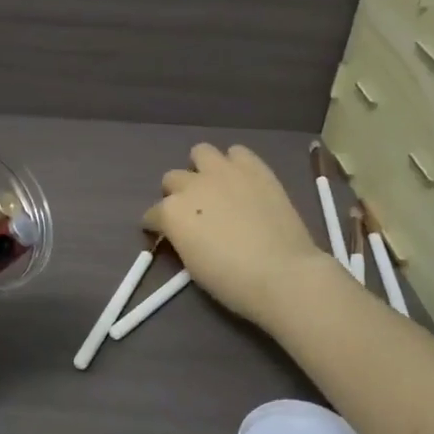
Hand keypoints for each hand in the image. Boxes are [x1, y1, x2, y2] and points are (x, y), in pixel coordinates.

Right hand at [144, 143, 337, 329]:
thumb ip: (182, 238)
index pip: (152, 214)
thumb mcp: (191, 264)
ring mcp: (224, 172)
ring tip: (215, 187)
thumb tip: (185, 232)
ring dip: (202, 168)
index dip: (157, 226)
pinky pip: (238, 152)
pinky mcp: (255, 168)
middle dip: (177, 194)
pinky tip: (242, 182)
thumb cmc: (232, 281)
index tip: (165, 236)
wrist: (282, 274)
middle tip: (193, 212)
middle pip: (172, 178)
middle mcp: (192, 184)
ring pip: (200, 152)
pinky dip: (235, 164)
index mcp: (171, 212)